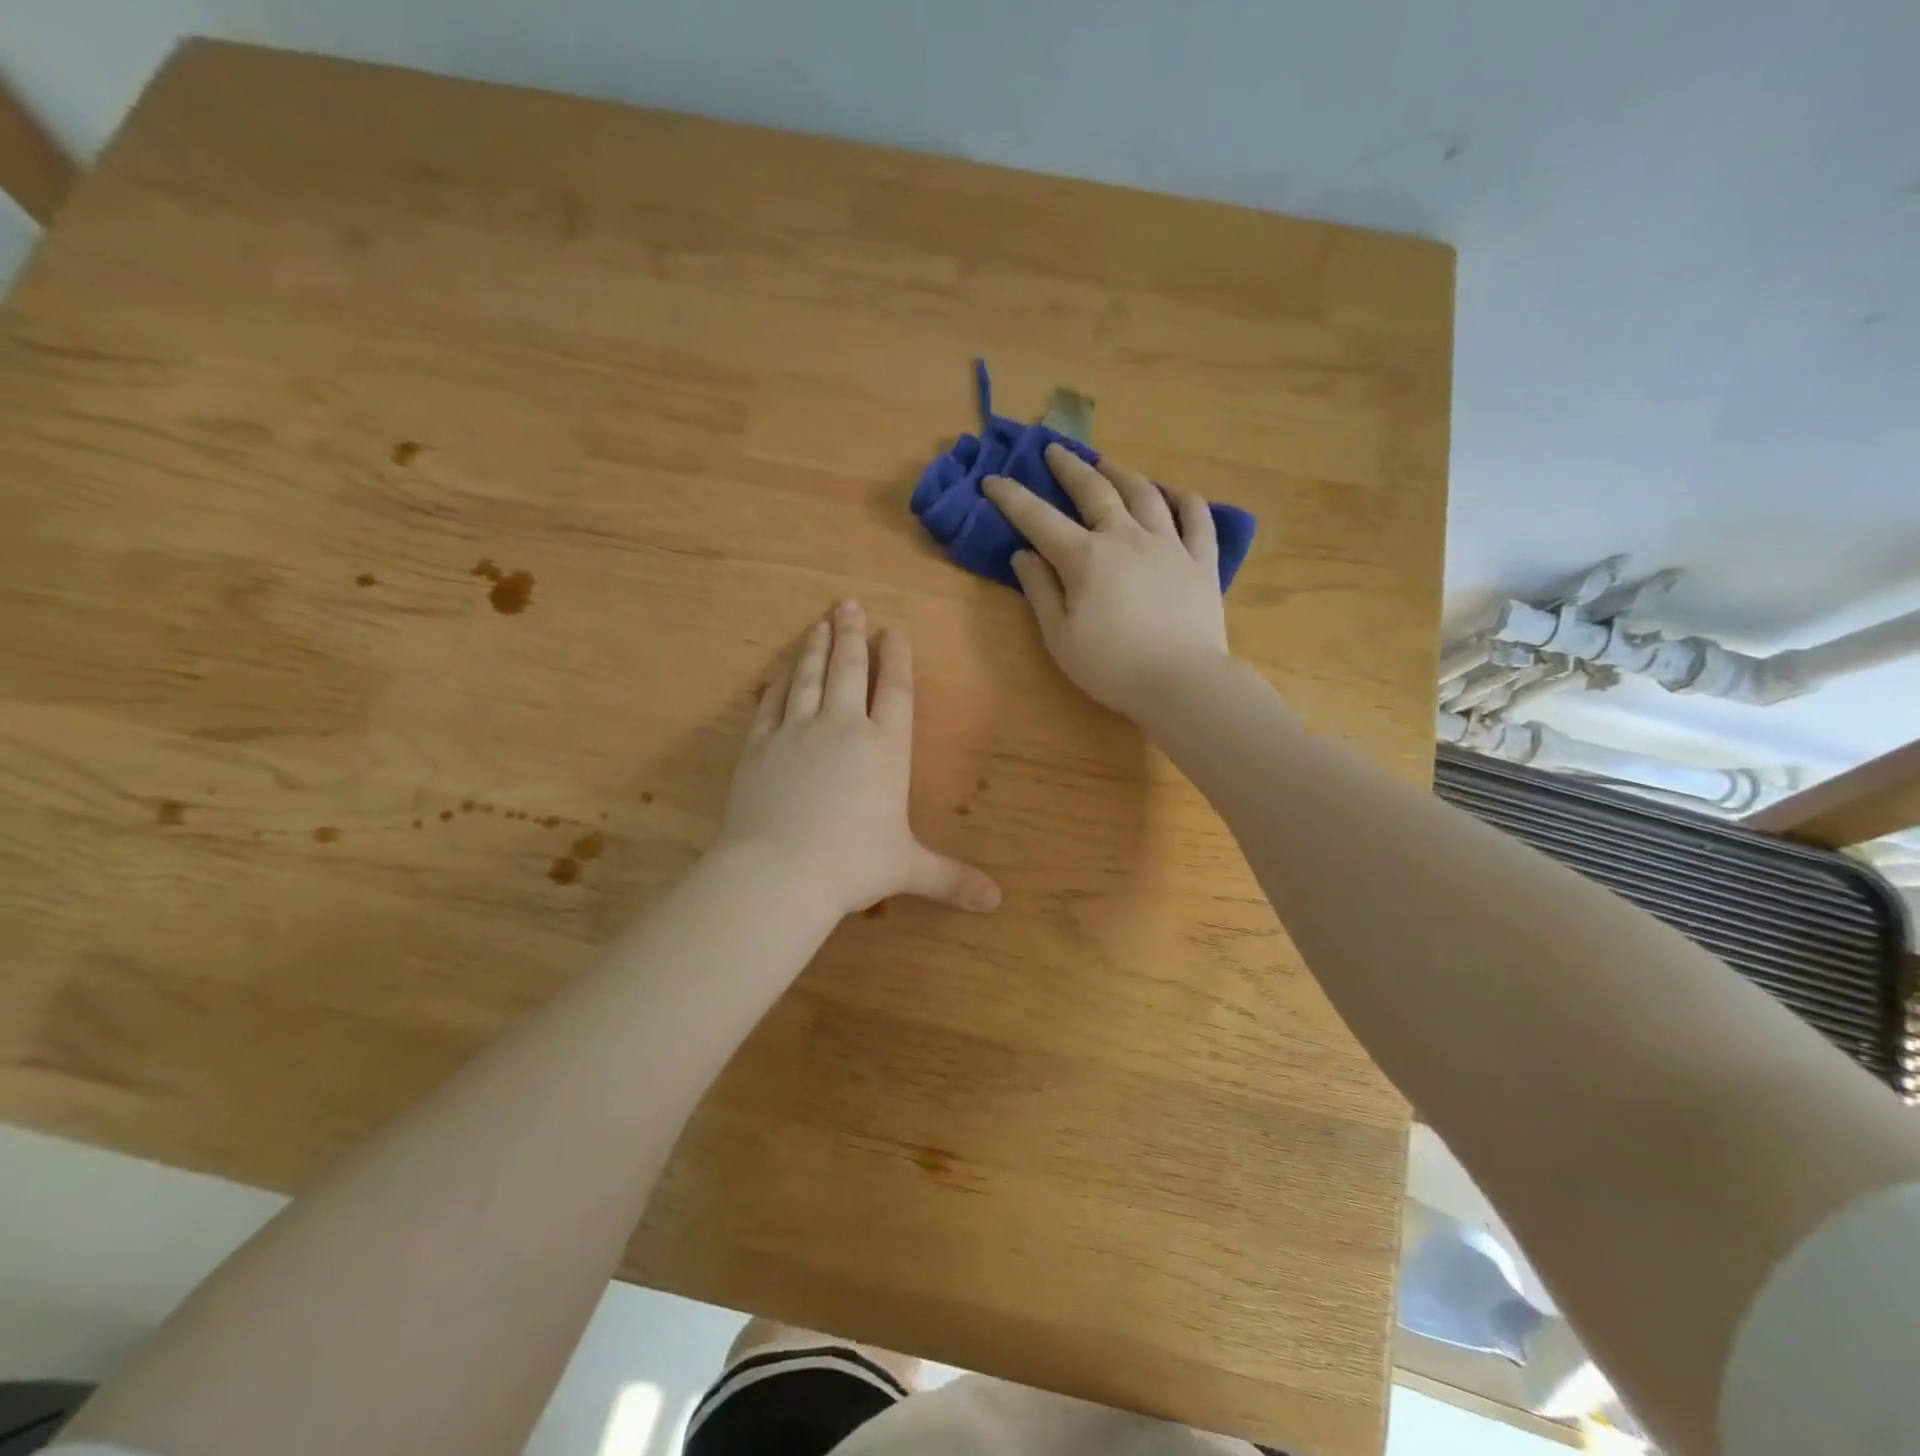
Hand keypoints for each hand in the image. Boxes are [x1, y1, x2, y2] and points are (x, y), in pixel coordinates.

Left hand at [714, 601, 1001, 917]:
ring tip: (820, 622)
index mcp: (885, 748)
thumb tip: (995, 902)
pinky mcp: (759, 744)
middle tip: (848, 604)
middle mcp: (843, 727)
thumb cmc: (852, 866)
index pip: (895, 690)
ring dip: (816, 646)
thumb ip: (951, 878)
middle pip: (849, 669)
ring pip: (808, 676)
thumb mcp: (908, 869)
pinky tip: (781, 668)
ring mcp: (796, 731)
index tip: (892, 629)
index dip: (895, 657)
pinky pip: (771, 701)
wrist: (779, 872)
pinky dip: (778, 680)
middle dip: (852, 634)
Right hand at [984, 443, 1229, 719]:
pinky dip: (1183, 498)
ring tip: (1107, 464)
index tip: (992, 480)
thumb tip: (1023, 554)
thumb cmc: (1111, 666)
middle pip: (1094, 491)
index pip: (1039, 519)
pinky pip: (1196, 517)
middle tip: (1054, 451)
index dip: (1012, 497)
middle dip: (1069, 468)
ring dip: (1122, 473)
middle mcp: (1126, 537)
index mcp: (1085, 558)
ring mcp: (1169, 544)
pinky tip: (1174, 492)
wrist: (1181, 681)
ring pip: (1145, 494)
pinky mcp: (1202, 560)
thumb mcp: (1060, 637)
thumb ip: (1040, 591)